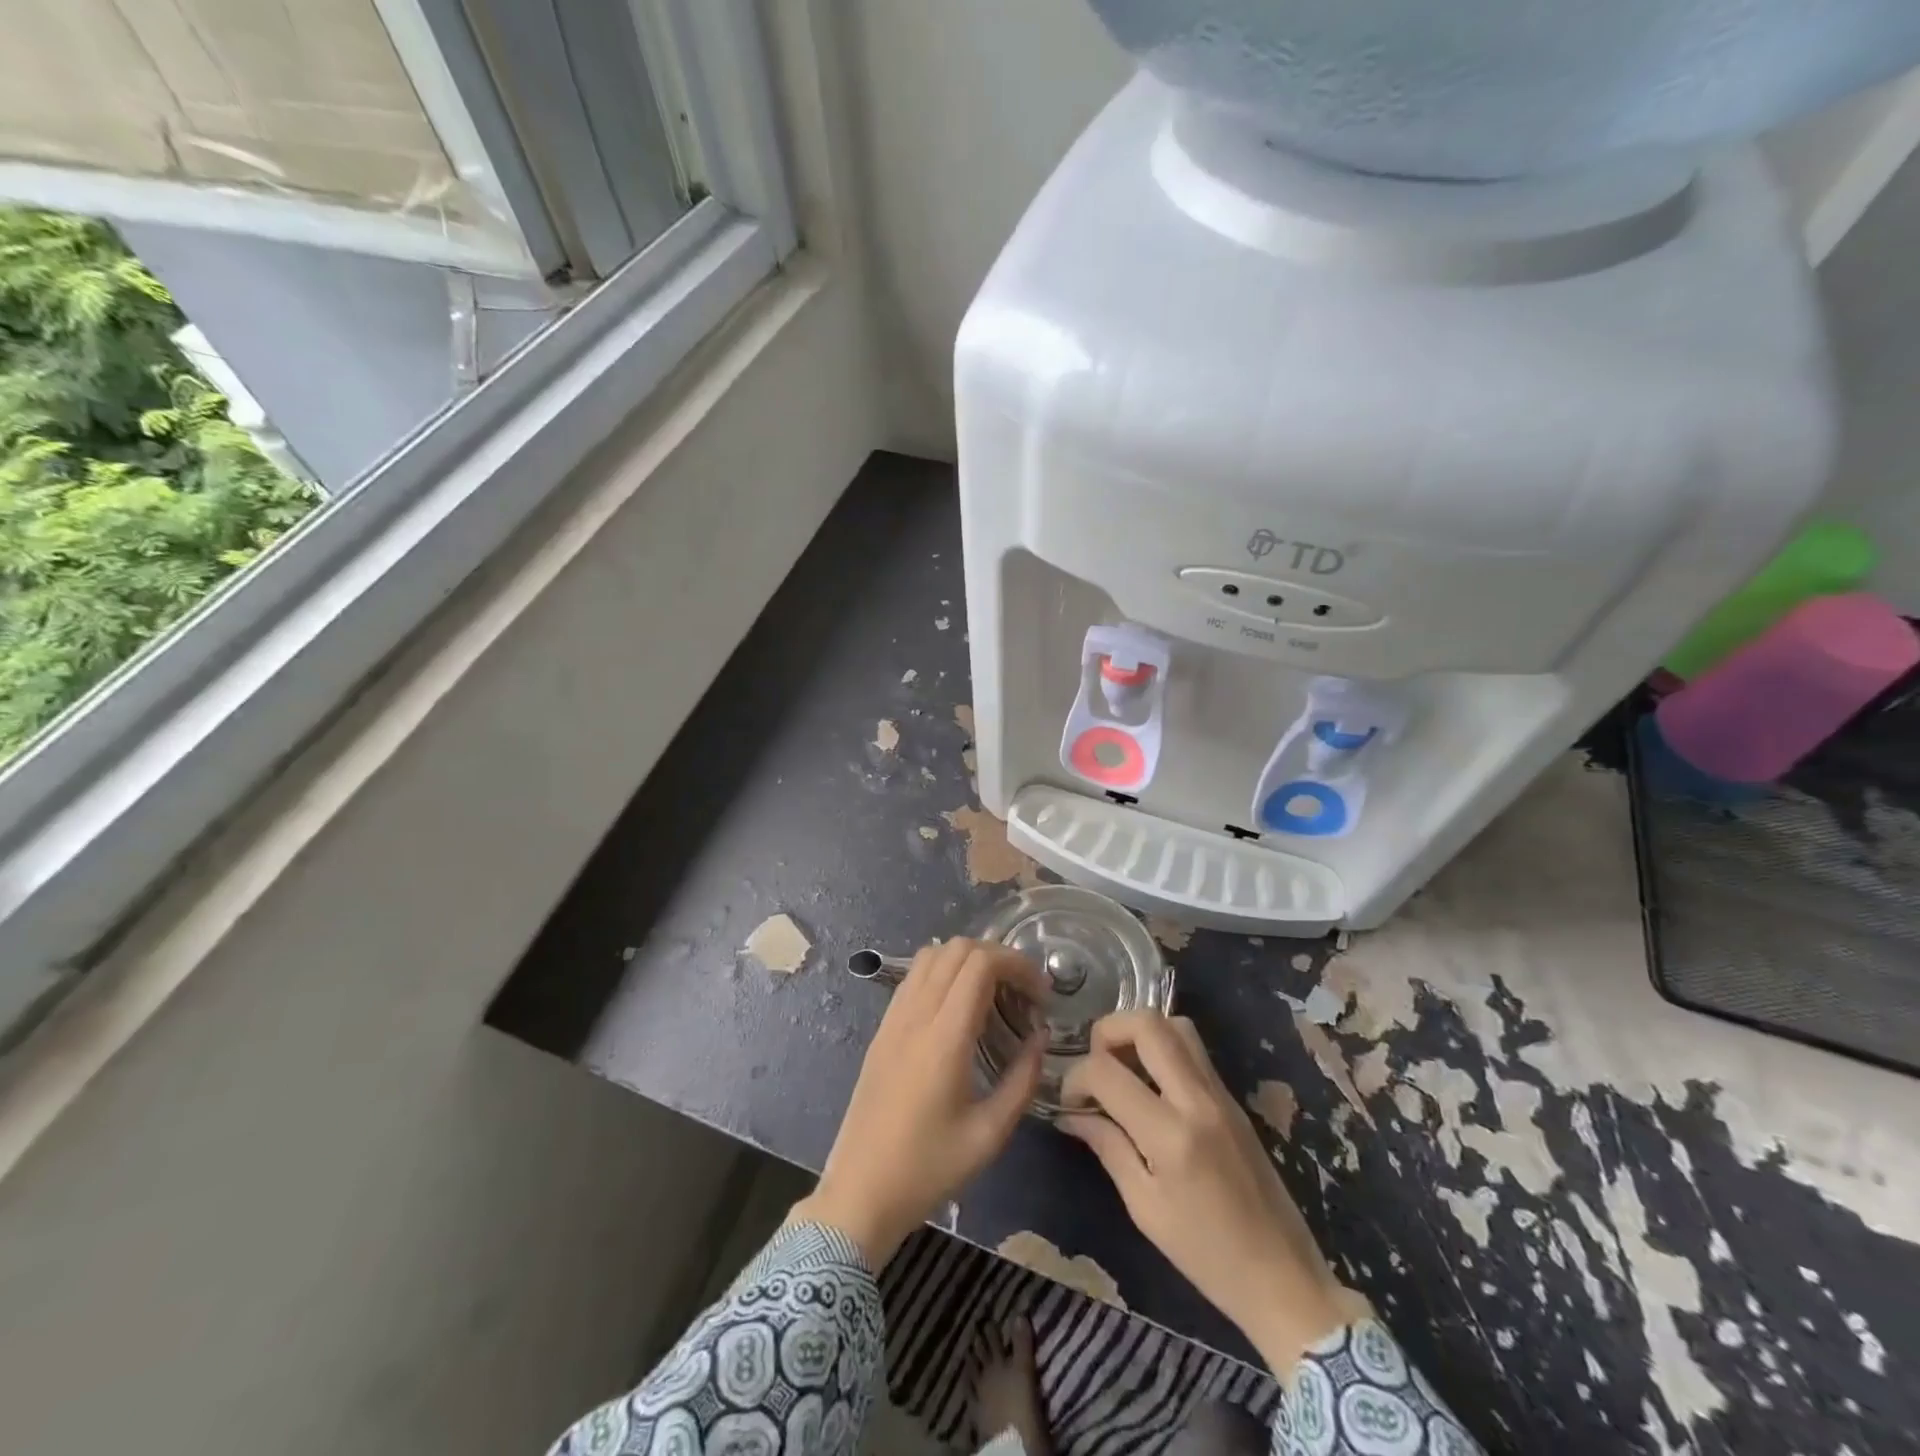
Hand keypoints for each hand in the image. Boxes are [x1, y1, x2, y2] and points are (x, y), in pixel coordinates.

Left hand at [792, 938, 1048, 1266]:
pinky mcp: (882, 1028)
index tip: (1040, 993)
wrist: (860, 1192)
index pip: (980, 963)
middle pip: (957, 948)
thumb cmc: (928, 1169)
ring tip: (993, 993)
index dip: (1017, 964)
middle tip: (1022, 992)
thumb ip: (1022, 1079)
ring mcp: (894, 1018)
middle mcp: (916, 1015)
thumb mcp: (990, 1134)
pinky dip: (942, 972)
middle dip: (998, 957)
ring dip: (968, 960)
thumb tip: (1039, 1037)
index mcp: (944, 1037)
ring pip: (932, 955)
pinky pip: (914, 976)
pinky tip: (959, 1006)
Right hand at [1058, 1012, 1360, 1372]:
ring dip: (1139, 1033)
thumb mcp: (1145, 1209)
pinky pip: (1193, 1050)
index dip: (1075, 1077)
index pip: (1106, 1071)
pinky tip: (1150, 1085)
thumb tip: (1072, 1115)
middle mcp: (1197, 1100)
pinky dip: (1163, 1049)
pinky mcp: (1233, 1099)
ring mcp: (1221, 1094)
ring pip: (1175, 1025)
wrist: (1285, 1279)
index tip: (1069, 1102)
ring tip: (1122, 1068)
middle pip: (1147, 1023)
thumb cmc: (1207, 1257)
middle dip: (1107, 1031)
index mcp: (1170, 1135)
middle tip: (1095, 1064)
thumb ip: (1108, 1148)